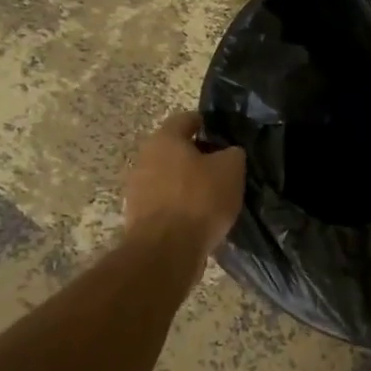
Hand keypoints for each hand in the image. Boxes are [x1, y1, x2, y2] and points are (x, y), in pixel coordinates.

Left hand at [123, 111, 246, 262]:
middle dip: (197, 156)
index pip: (187, 119)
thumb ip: (232, 153)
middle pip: (175, 150)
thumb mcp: (231, 169)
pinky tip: (199, 216)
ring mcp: (137, 189)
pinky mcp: (138, 216)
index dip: (207, 123)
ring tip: (214, 194)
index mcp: (164, 139)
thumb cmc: (199, 199)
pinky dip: (180, 205)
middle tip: (222, 166)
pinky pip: (165, 202)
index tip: (224, 134)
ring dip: (188, 182)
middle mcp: (144, 158)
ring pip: (169, 177)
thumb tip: (229, 152)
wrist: (166, 251)